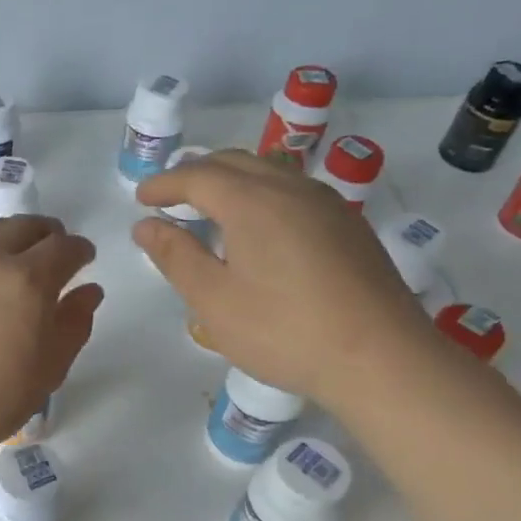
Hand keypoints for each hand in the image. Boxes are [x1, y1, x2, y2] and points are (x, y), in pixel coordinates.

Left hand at [0, 216, 101, 463]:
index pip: (64, 248)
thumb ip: (73, 326)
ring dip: (4, 237)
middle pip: (24, 226)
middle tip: (48, 253)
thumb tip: (88, 290)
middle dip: (45, 236)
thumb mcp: (45, 374)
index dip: (79, 250)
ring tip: (5, 257)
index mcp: (27, 281)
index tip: (82, 259)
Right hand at [133, 149, 433, 399]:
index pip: (197, 175)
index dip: (164, 184)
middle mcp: (291, 188)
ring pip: (269, 172)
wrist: (380, 357)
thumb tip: (146, 225)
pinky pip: (294, 191)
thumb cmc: (283, 331)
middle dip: (196, 174)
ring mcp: (327, 204)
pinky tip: (260, 228)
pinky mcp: (348, 225)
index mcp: (252, 201)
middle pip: (235, 163)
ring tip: (210, 209)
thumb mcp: (213, 300)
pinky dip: (262, 195)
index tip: (141, 199)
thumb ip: (176, 256)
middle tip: (170, 199)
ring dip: (232, 181)